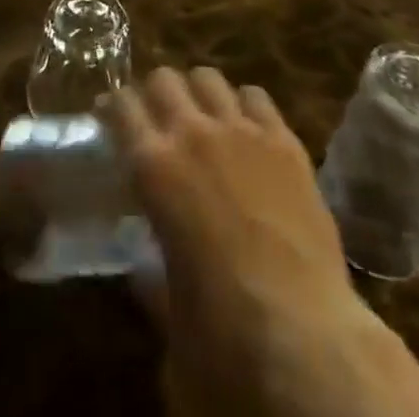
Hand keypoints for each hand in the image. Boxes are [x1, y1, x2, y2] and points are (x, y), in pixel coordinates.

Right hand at [102, 68, 418, 416]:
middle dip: (155, 94)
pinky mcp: (287, 142)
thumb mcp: (169, 320)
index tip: (110, 118)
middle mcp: (193, 134)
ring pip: (209, 77)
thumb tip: (143, 274)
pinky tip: (247, 131)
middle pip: (164, 78)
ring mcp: (243, 132)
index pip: (121, 106)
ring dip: (199, 94)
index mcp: (154, 168)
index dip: (113, 108)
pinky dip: (244, 106)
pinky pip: (257, 97)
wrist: (308, 341)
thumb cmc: (224, 341)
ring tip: (203, 119)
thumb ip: (152, 286)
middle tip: (157, 121)